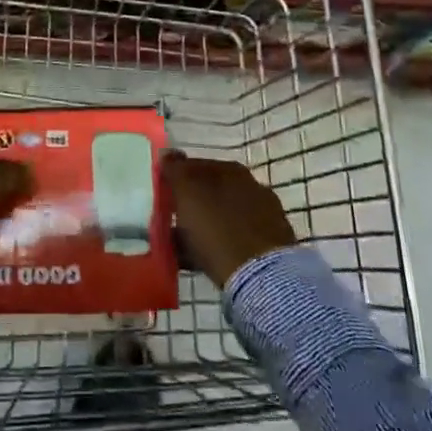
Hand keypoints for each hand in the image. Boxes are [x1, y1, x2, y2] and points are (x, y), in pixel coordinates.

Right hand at [163, 152, 295, 287]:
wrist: (259, 277)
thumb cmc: (217, 228)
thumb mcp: (187, 193)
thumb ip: (175, 170)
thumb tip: (168, 152)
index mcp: (231, 169)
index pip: (196, 165)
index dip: (177, 178)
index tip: (162, 193)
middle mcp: (251, 186)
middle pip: (211, 192)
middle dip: (191, 203)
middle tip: (170, 220)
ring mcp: (263, 217)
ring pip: (221, 217)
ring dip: (202, 226)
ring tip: (180, 245)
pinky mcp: (268, 247)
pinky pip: (232, 240)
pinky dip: (216, 245)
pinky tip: (199, 260)